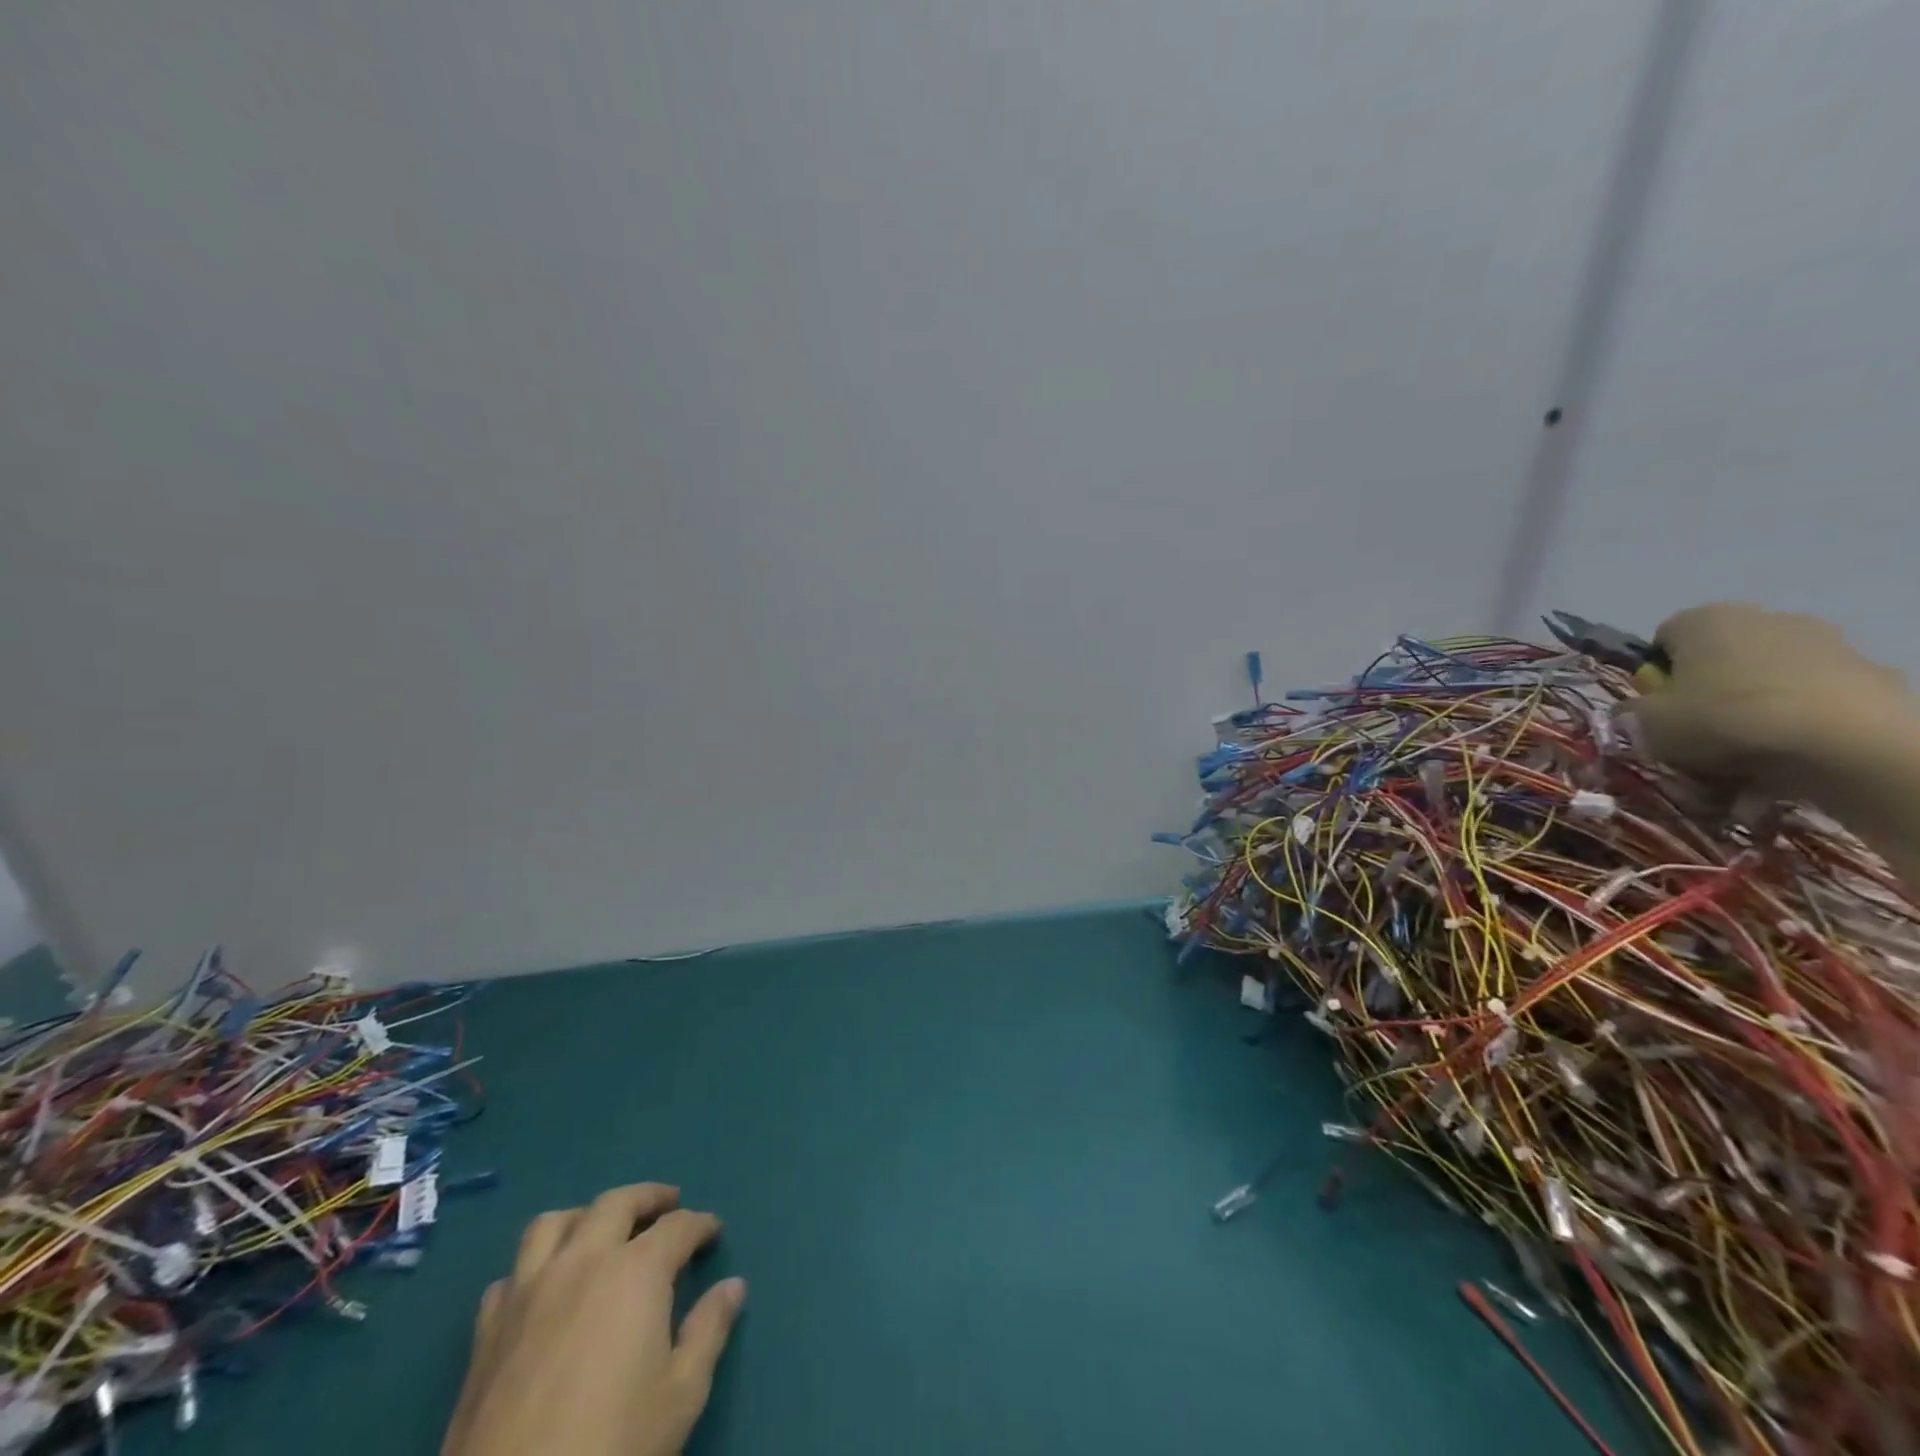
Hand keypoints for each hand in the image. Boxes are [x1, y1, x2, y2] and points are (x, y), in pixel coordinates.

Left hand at [441, 1184, 745, 1455]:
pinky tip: (544, 1289)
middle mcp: (582, 1262)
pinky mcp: (486, 1332)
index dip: (701, 1225)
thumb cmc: (613, 1446)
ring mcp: (528, 1293)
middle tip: (668, 1203)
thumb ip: (708, 1331)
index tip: (714, 1232)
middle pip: (616, 1203)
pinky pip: (510, 1276)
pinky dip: (533, 1269)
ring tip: (601, 1229)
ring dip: (584, 1216)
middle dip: (648, 1197)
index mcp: (636, 1271)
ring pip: (553, 1224)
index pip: (678, 1227)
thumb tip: (733, 1286)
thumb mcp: (681, 1394)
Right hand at [1629, 602, 1916, 800]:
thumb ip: (1631, 712)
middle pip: (1719, 657)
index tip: (1658, 708)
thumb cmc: (1723, 719)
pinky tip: (1792, 753)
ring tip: (1745, 753)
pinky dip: (1798, 719)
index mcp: (1704, 619)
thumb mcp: (1646, 723)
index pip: (1663, 639)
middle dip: (1707, 690)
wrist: (1846, 743)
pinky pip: (1813, 697)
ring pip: (1767, 677)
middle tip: (1698, 733)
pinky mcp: (1868, 673)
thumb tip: (1632, 711)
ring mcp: (1825, 642)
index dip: (1655, 676)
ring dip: (1753, 706)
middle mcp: (1764, 617)